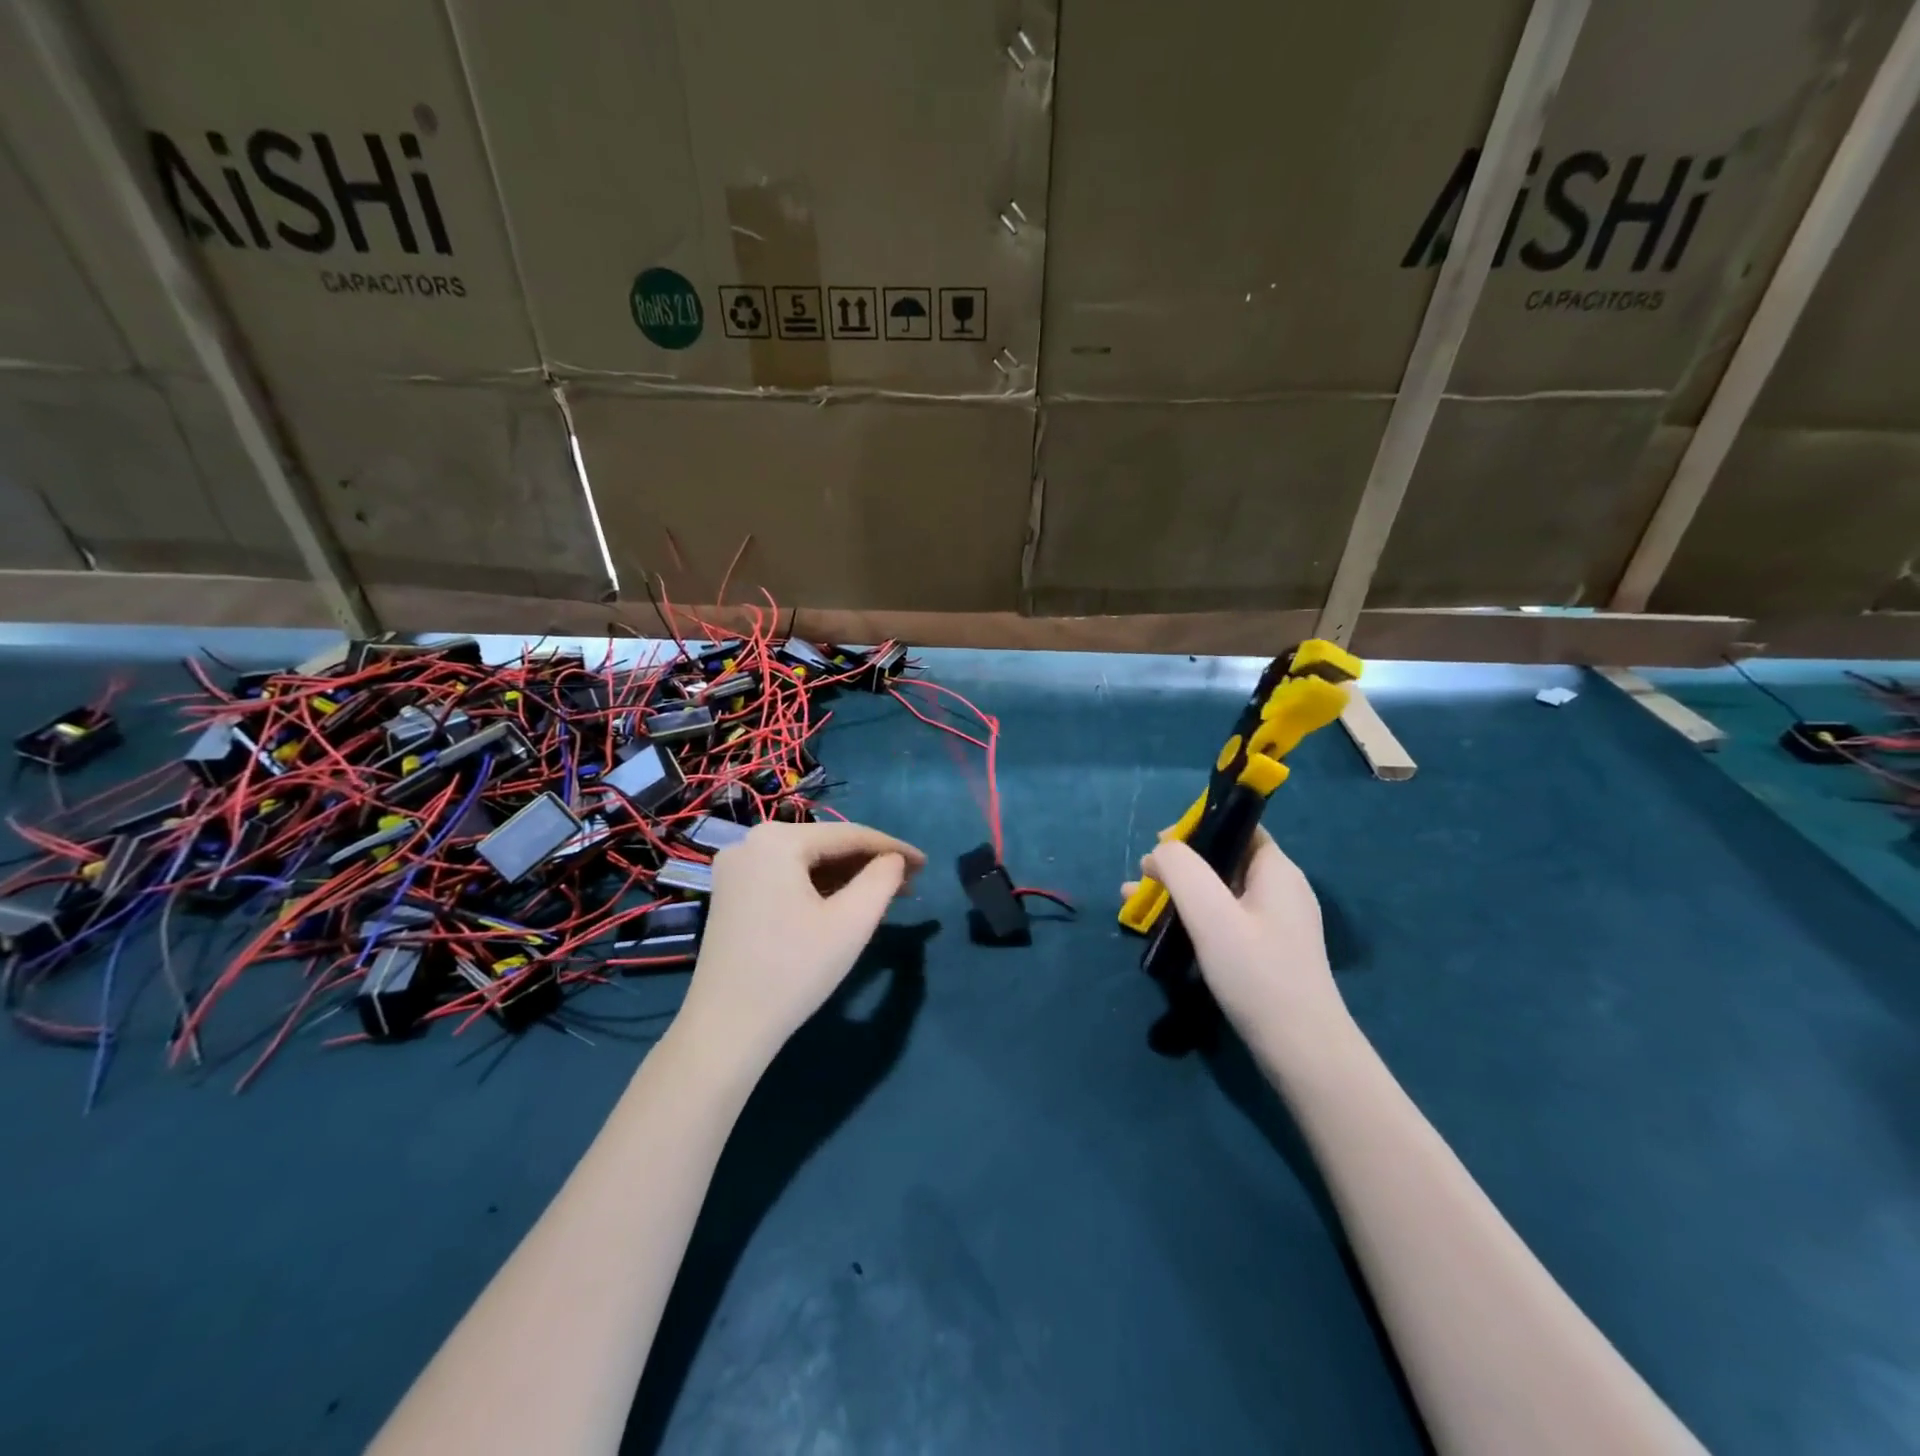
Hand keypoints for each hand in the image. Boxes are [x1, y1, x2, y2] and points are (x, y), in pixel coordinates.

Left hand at [675, 821, 924, 1073]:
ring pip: (807, 862)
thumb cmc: (794, 970)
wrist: (726, 1028)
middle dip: (870, 864)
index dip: (894, 848)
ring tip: (885, 895)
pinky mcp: (732, 892)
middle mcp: (751, 841)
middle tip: (909, 884)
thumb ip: (883, 879)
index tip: (927, 864)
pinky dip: (819, 887)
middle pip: (826, 846)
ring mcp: (736, 867)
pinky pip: (787, 877)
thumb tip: (894, 860)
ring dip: (847, 876)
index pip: (850, 835)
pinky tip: (846, 903)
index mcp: (777, 840)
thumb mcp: (851, 922)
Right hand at [1125, 828, 1348, 1060]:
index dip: (1196, 828)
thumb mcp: (1210, 913)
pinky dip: (1193, 918)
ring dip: (1179, 893)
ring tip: (1136, 904)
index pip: (1237, 827)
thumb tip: (1161, 851)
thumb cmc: (1256, 973)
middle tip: (1141, 880)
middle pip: (1223, 859)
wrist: (1302, 1052)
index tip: (1158, 847)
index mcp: (1276, 870)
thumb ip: (1181, 869)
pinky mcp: (1267, 952)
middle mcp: (1280, 889)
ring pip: (1219, 892)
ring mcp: (1275, 923)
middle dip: (1179, 865)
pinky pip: (1225, 920)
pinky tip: (1164, 932)